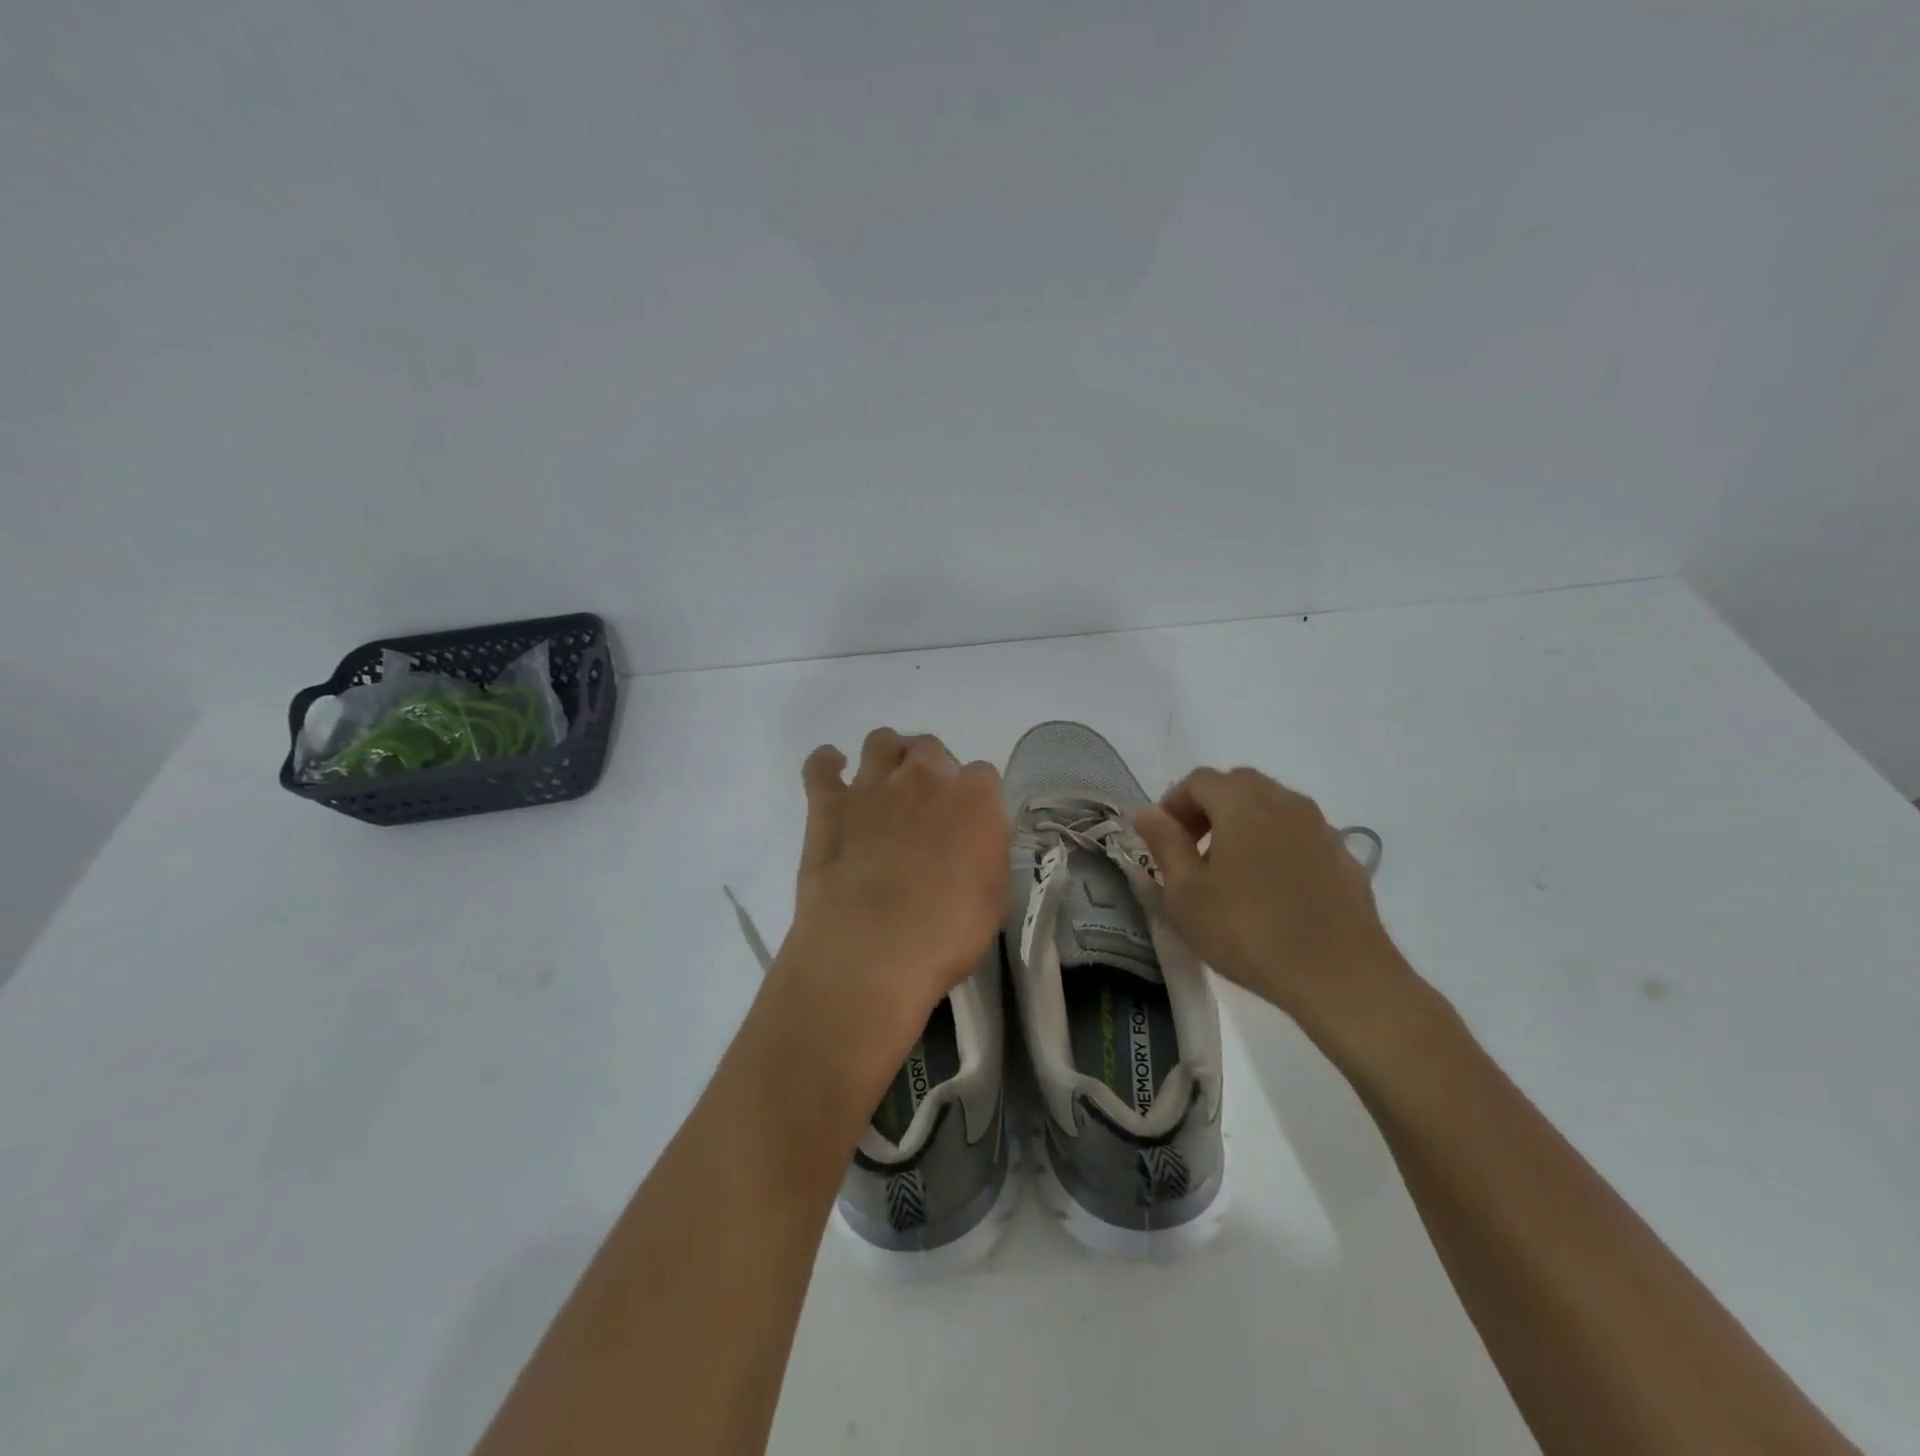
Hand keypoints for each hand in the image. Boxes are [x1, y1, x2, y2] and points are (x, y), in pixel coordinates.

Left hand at [768, 728, 1009, 1104]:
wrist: (871, 952)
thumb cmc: (944, 936)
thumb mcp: (992, 899)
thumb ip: (987, 853)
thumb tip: (976, 839)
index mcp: (973, 800)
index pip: (982, 774)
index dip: (975, 796)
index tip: (968, 820)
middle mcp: (924, 779)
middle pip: (931, 748)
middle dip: (931, 768)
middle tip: (926, 803)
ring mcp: (872, 786)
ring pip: (881, 741)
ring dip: (887, 755)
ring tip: (885, 782)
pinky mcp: (828, 804)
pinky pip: (820, 765)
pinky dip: (826, 764)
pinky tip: (832, 773)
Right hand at [1134, 766, 1410, 1040]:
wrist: (1341, 976)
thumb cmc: (1248, 932)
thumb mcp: (1186, 894)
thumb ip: (1164, 844)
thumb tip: (1145, 812)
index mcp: (1241, 803)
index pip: (1198, 780)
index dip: (1173, 803)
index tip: (1163, 839)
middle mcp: (1284, 802)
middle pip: (1238, 785)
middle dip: (1208, 808)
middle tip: (1193, 850)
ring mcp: (1321, 828)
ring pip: (1272, 807)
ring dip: (1244, 824)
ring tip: (1231, 872)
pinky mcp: (1344, 857)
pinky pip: (1300, 835)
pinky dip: (1277, 845)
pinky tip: (1272, 890)